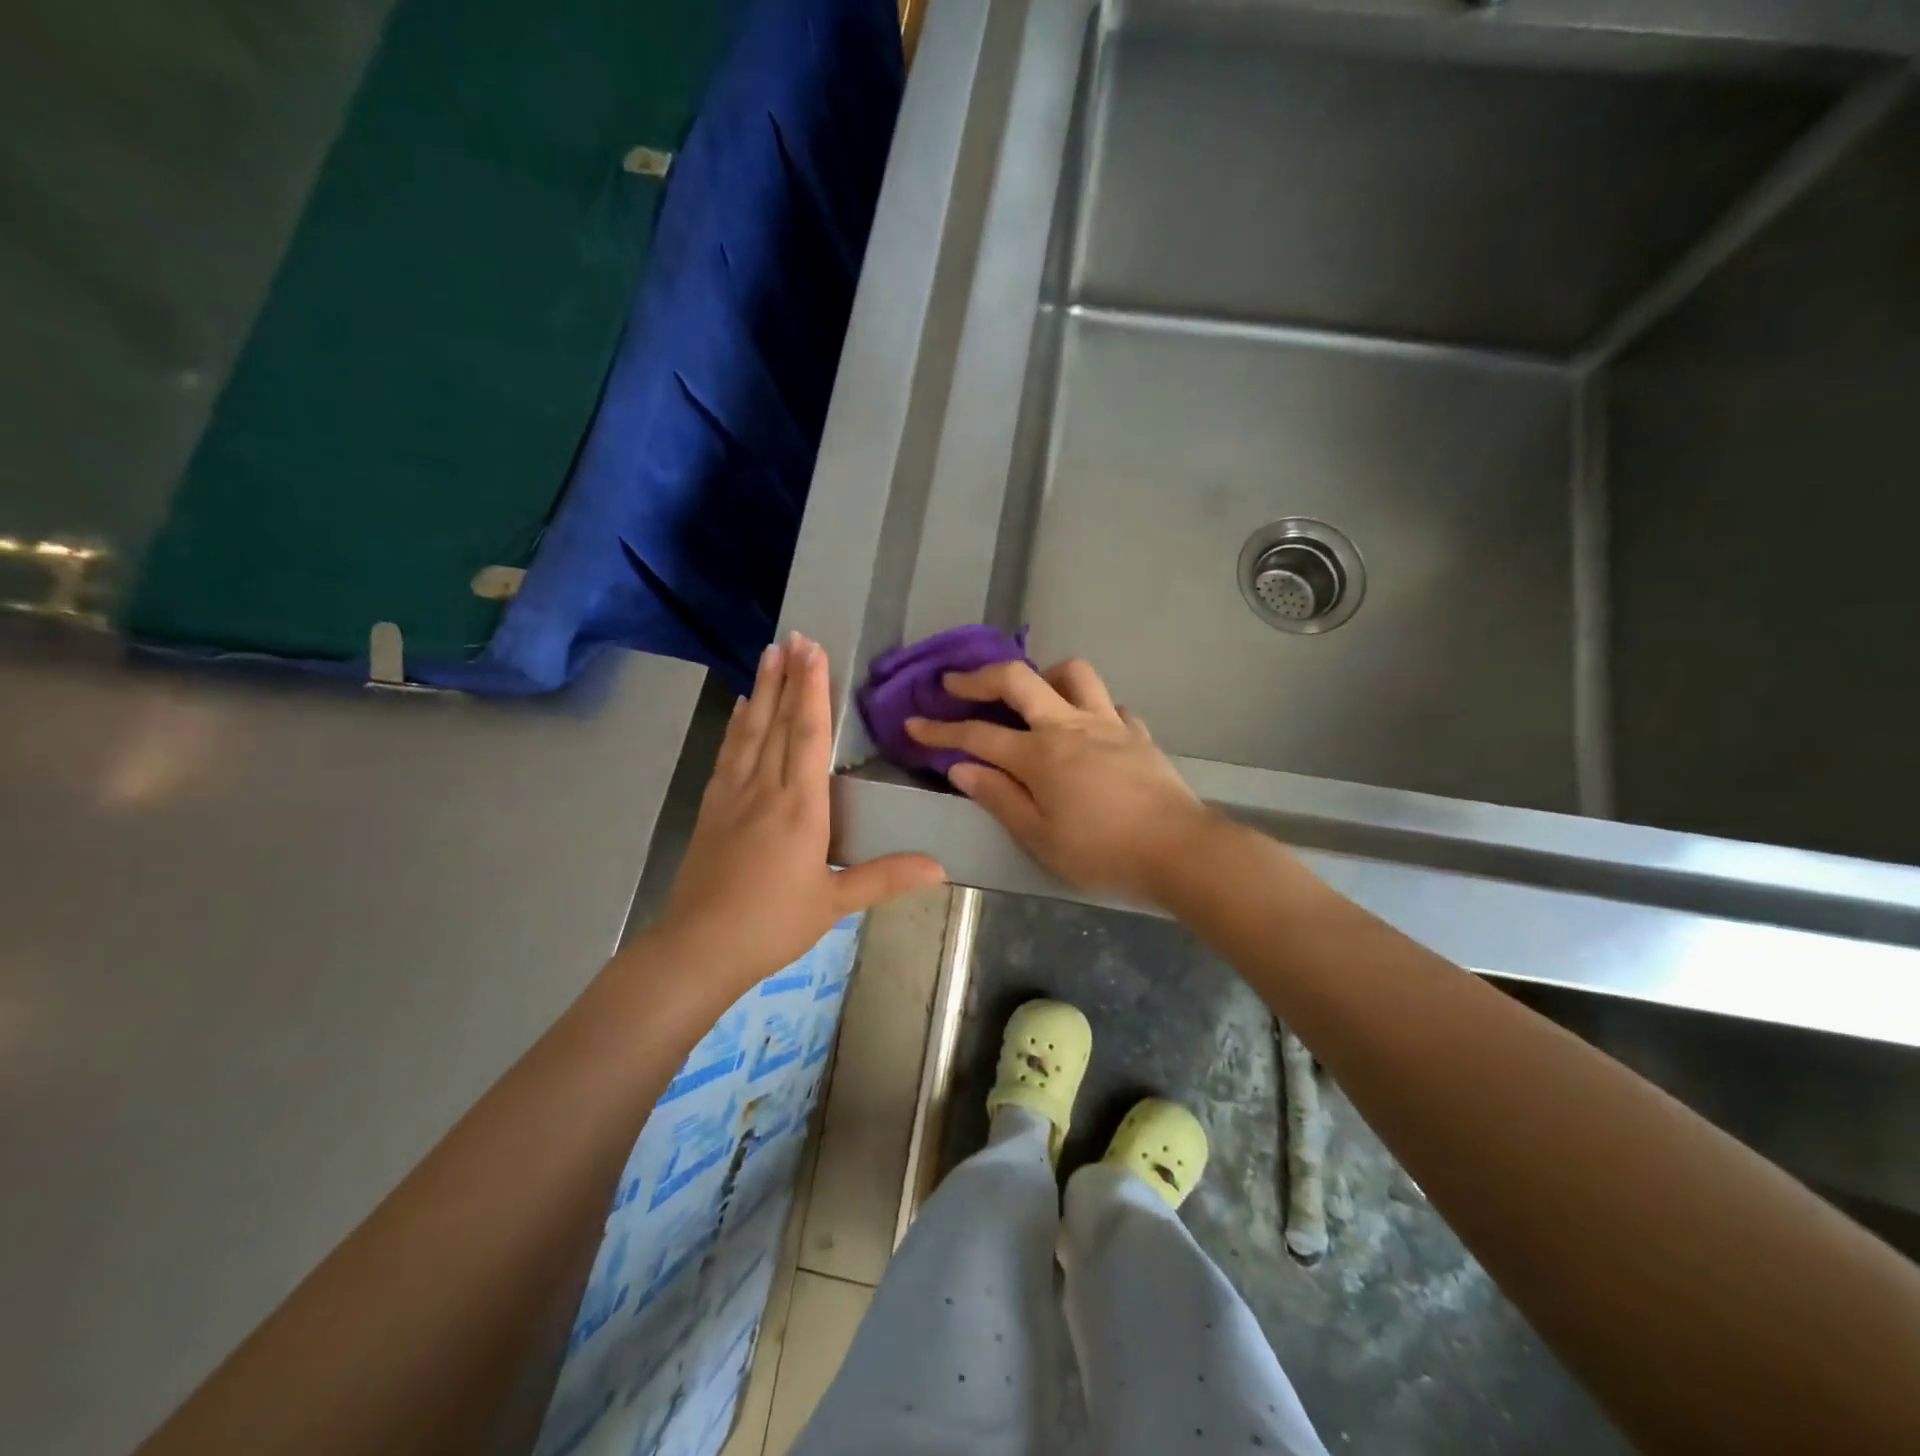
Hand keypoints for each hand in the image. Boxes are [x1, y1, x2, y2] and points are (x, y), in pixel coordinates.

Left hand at [659, 634, 946, 989]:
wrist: (699, 948)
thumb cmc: (772, 924)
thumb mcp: (834, 902)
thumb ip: (885, 877)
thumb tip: (940, 867)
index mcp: (800, 808)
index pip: (807, 736)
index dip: (812, 691)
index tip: (813, 652)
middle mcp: (765, 790)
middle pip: (777, 722)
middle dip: (787, 677)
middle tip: (792, 636)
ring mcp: (732, 796)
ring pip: (749, 732)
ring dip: (761, 691)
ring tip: (767, 655)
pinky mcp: (711, 810)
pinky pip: (728, 755)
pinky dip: (736, 726)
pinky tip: (740, 709)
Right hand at [905, 657, 1213, 902]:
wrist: (1178, 850)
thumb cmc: (1102, 852)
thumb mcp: (1039, 837)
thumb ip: (999, 797)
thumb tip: (960, 767)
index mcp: (1040, 755)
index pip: (977, 735)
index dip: (940, 730)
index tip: (913, 724)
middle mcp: (1069, 726)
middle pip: (1018, 680)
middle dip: (979, 677)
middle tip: (955, 683)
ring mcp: (1107, 722)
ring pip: (1072, 672)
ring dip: (1043, 675)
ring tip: (1032, 694)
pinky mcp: (1136, 731)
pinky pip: (1108, 703)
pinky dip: (1089, 707)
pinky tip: (1086, 727)